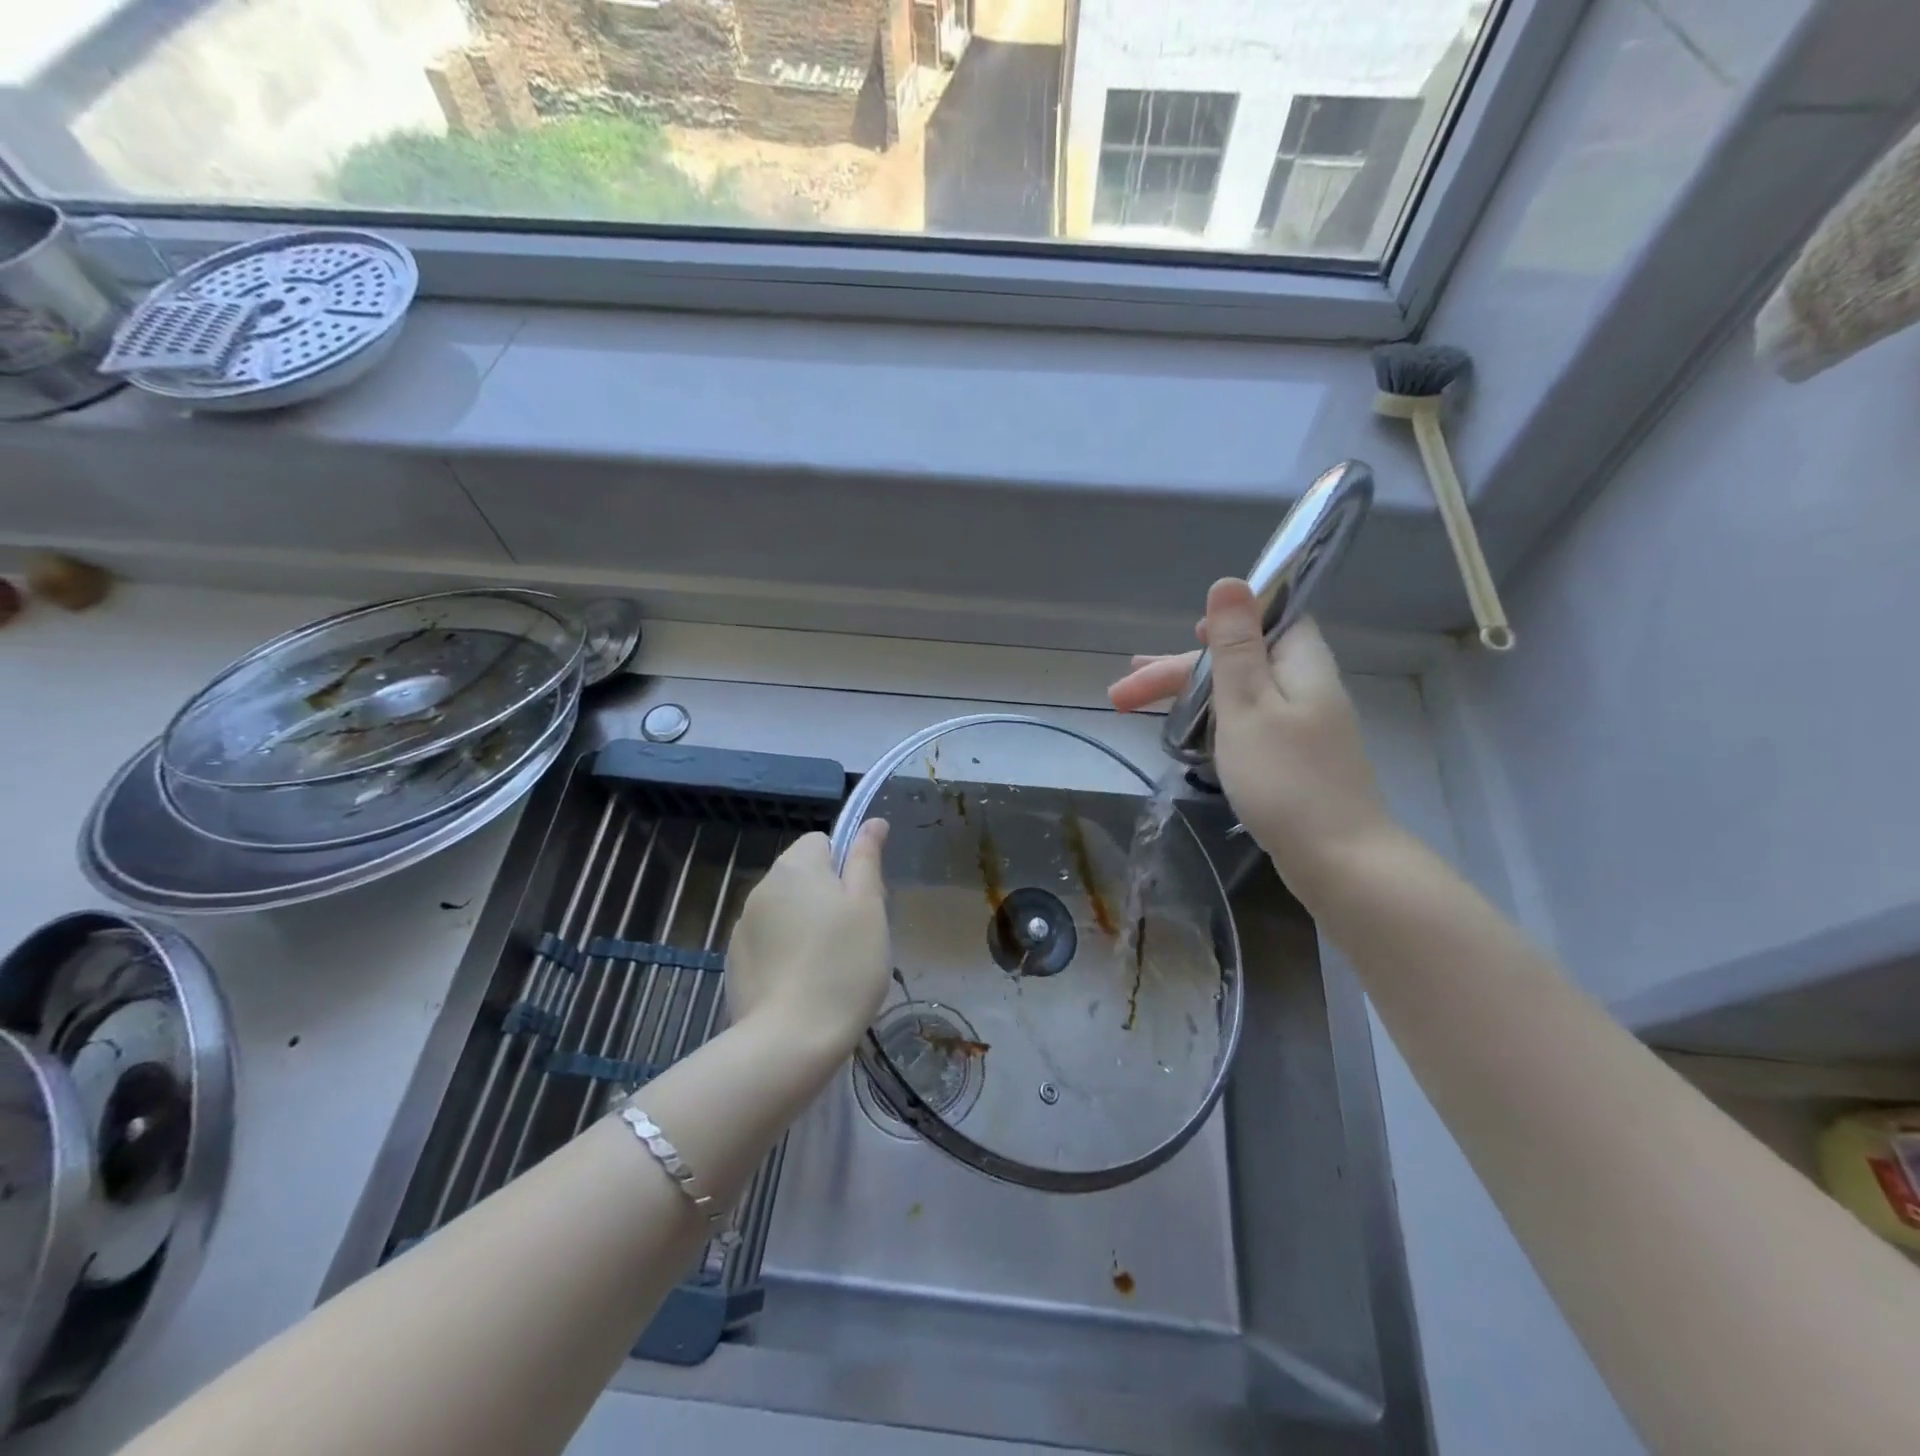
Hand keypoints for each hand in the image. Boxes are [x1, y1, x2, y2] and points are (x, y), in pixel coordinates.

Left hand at [724, 823, 891, 1054]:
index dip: (845, 866)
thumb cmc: (843, 966)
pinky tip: (801, 984)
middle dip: (826, 896)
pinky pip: (768, 941)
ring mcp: (743, 925)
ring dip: (804, 924)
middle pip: (802, 875)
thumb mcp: (869, 907)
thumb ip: (867, 859)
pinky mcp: (734, 961)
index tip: (861, 902)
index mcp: (795, 867)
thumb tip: (873, 822)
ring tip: (828, 965)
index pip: (821, 841)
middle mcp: (762, 886)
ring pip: (785, 910)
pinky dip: (785, 952)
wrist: (789, 1040)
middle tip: (853, 935)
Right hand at [1108, 578, 1398, 898]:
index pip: (1268, 618)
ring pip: (1238, 696)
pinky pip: (1247, 725)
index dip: (1225, 622)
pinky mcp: (1295, 760)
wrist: (1338, 859)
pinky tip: (1186, 739)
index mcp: (1301, 663)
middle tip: (1122, 693)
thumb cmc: (1285, 777)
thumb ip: (1235, 645)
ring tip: (1135, 710)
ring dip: (1189, 698)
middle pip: (1240, 662)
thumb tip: (1230, 581)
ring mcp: (1303, 727)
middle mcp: (1306, 687)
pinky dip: (1212, 725)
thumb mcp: (1247, 703)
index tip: (1186, 637)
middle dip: (1178, 673)